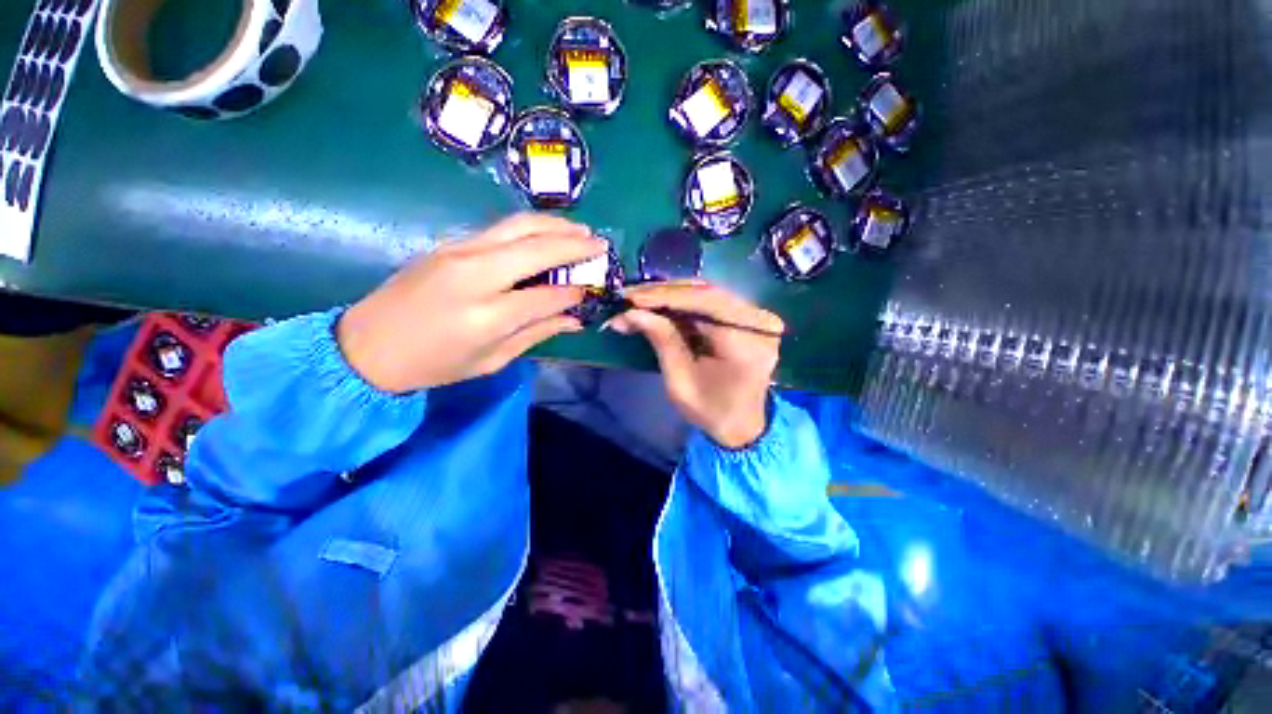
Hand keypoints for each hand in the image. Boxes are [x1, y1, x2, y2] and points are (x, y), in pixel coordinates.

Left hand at [337, 214, 604, 392]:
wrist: (367, 345)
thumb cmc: (435, 364)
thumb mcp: (492, 360)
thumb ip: (537, 333)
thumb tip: (574, 319)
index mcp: (487, 315)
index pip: (546, 295)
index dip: (573, 291)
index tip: (591, 289)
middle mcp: (475, 275)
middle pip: (536, 248)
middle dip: (574, 244)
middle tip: (601, 244)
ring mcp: (459, 252)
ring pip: (518, 226)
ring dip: (555, 226)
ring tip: (582, 231)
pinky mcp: (451, 244)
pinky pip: (500, 228)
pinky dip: (531, 227)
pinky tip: (548, 232)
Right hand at [607, 283, 783, 448]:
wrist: (741, 424)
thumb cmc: (710, 410)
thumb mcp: (680, 382)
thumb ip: (661, 341)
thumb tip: (631, 312)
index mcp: (746, 342)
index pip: (705, 303)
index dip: (666, 296)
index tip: (632, 298)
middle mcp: (759, 322)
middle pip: (707, 292)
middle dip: (664, 293)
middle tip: (630, 297)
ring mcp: (757, 317)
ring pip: (708, 293)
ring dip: (672, 294)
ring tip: (640, 299)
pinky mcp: (749, 318)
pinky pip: (713, 301)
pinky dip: (684, 301)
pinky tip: (661, 303)